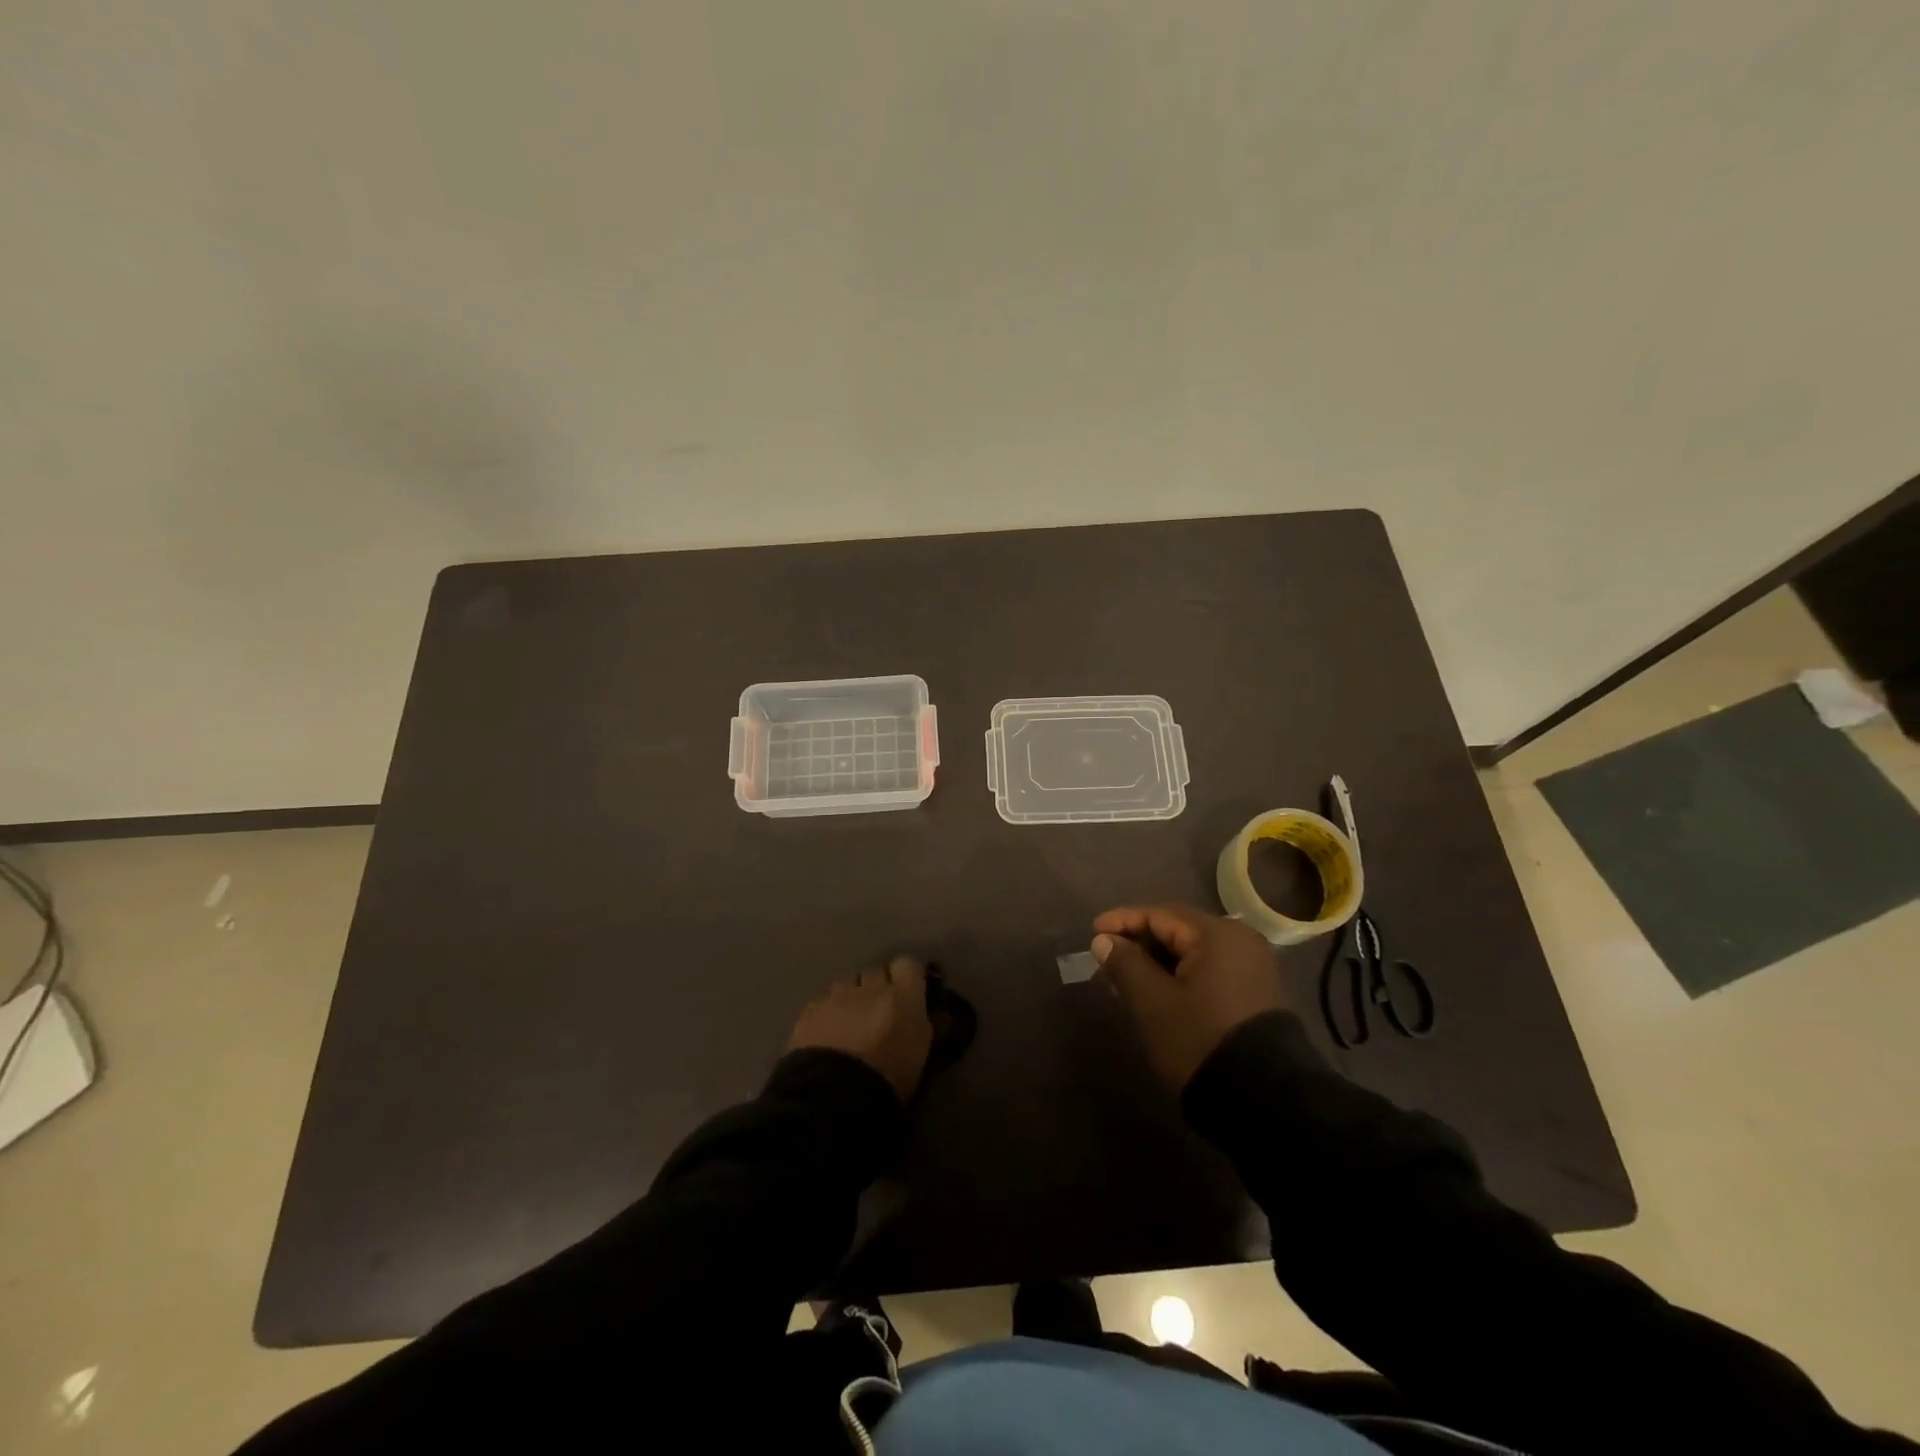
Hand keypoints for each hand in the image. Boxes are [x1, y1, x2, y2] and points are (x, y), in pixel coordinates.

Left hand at [787, 957, 932, 1101]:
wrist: (835, 1094)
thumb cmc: (888, 1079)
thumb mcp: (919, 1054)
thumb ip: (923, 1025)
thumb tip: (929, 1013)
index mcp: (903, 997)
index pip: (908, 964)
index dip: (907, 976)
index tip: (907, 990)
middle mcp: (871, 987)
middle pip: (876, 970)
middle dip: (877, 985)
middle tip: (878, 1010)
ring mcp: (838, 995)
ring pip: (847, 982)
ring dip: (851, 995)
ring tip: (850, 1019)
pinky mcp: (811, 1008)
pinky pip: (823, 999)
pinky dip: (828, 1010)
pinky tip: (827, 1031)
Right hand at [1092, 904, 1288, 1091]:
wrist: (1267, 1103)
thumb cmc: (1200, 1040)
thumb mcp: (1152, 1003)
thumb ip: (1125, 964)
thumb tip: (1104, 940)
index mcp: (1216, 934)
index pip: (1160, 914)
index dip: (1122, 921)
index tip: (1092, 933)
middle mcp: (1240, 941)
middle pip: (1178, 930)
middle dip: (1140, 942)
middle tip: (1107, 959)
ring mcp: (1253, 968)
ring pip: (1193, 952)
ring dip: (1158, 961)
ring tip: (1127, 979)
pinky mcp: (1256, 994)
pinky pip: (1209, 970)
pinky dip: (1180, 975)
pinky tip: (1159, 993)